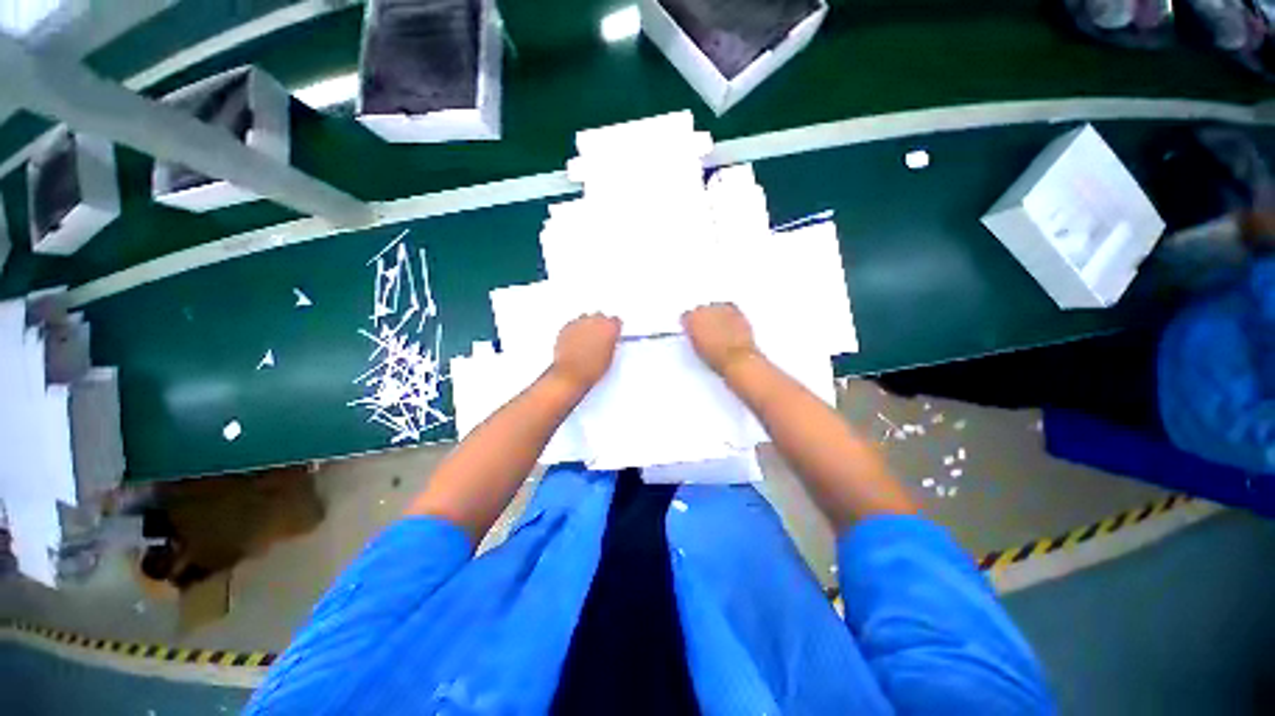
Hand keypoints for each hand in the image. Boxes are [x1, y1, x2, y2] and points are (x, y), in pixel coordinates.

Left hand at [550, 313, 621, 391]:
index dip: (614, 328)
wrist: (570, 375)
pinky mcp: (566, 327)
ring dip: (587, 325)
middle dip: (600, 324)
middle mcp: (594, 322)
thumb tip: (608, 341)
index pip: (616, 320)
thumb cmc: (589, 370)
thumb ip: (611, 343)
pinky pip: (573, 324)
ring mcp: (579, 323)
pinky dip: (575, 329)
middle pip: (600, 316)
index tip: (613, 332)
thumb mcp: (609, 357)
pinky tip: (576, 340)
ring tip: (587, 338)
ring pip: (585, 317)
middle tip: (599, 337)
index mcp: (609, 328)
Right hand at [682, 303, 758, 375]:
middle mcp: (706, 310)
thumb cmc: (717, 357)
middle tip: (706, 330)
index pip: (686, 316)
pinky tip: (729, 323)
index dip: (689, 324)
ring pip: (715, 307)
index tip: (692, 329)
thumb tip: (694, 333)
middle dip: (702, 318)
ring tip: (719, 328)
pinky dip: (728, 314)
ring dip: (715, 315)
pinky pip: (729, 308)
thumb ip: (692, 335)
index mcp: (692, 319)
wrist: (737, 358)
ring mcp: (721, 308)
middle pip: (700, 309)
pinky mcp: (736, 310)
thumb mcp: (697, 348)